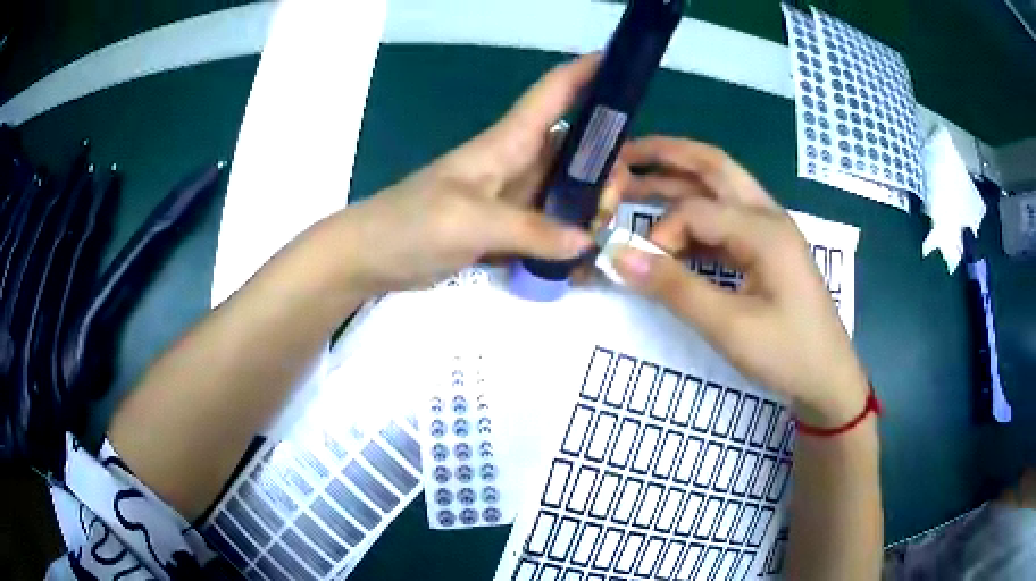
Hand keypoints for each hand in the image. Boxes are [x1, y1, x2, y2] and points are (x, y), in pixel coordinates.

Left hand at [325, 54, 627, 294]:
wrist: (370, 256)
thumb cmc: (410, 223)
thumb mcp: (469, 222)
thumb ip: (530, 230)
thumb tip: (586, 240)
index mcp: (507, 142)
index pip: (554, 93)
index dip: (588, 72)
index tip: (624, 65)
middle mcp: (517, 162)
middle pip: (577, 147)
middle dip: (606, 166)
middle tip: (609, 207)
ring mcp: (513, 196)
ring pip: (569, 187)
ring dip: (592, 205)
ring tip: (601, 237)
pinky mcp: (506, 227)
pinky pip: (551, 224)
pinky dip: (571, 237)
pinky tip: (586, 258)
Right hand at [613, 137, 868, 426]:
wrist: (828, 378)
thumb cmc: (786, 354)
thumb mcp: (729, 327)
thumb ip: (674, 288)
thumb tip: (618, 255)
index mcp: (764, 229)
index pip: (695, 210)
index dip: (660, 233)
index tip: (641, 268)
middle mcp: (768, 216)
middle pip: (713, 167)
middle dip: (667, 155)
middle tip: (623, 155)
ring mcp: (771, 231)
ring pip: (721, 188)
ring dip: (681, 180)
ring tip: (638, 180)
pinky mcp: (769, 249)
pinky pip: (728, 219)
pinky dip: (697, 216)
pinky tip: (677, 231)